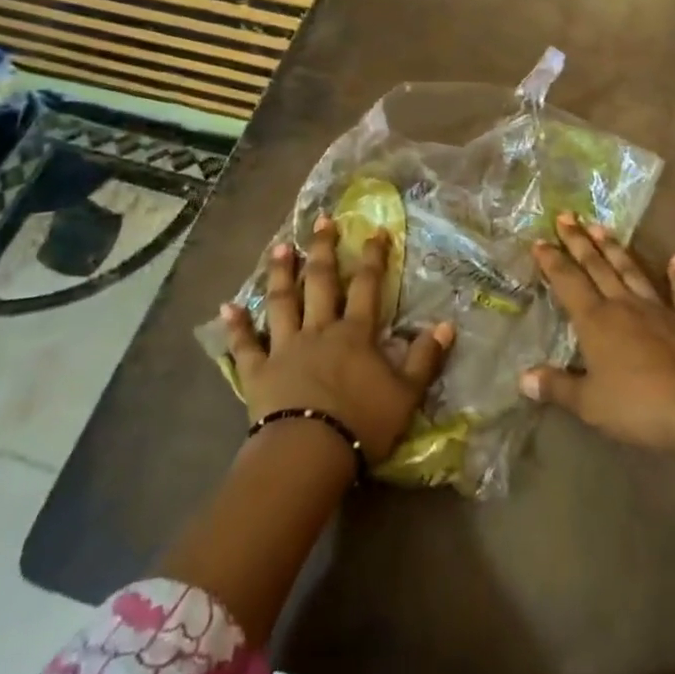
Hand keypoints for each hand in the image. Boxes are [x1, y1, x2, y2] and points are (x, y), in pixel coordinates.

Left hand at [219, 213, 452, 465]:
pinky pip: (245, 345)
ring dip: (281, 273)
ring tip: (281, 247)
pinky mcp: (258, 371)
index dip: (373, 257)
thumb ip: (425, 359)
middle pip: (322, 282)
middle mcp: (319, 330)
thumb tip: (447, 325)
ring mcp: (285, 347)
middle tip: (322, 221)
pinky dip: (236, 325)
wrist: (309, 452)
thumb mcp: (406, 394)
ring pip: (282, 302)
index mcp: (355, 334)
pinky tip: (227, 307)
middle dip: (324, 249)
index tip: (376, 231)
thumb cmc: (362, 423)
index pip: (368, 286)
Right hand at [520, 214, 674, 452]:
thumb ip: (556, 387)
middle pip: (597, 267)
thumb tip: (523, 378)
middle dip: (578, 242)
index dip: (552, 261)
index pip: (568, 283)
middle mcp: (623, 305)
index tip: (539, 241)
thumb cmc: (636, 405)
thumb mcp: (589, 403)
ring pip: (632, 271)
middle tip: (565, 216)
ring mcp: (658, 310)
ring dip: (615, 249)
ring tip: (601, 226)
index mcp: (596, 321)